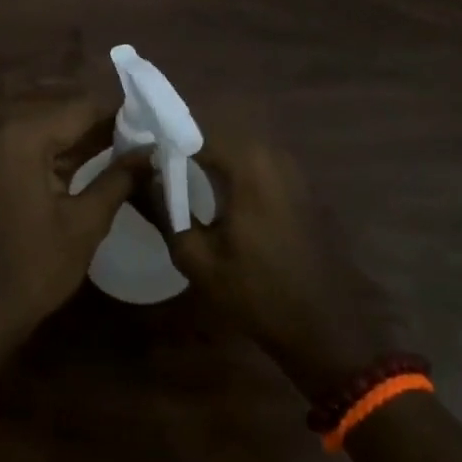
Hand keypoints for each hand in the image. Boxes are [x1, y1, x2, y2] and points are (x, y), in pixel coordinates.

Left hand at [0, 97, 146, 336]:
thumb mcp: (86, 222)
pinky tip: (97, 163)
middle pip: (63, 118)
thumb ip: (119, 178)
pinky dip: (64, 156)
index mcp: (24, 138)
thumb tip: (151, 151)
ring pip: (50, 135)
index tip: (154, 121)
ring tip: (131, 149)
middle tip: (147, 137)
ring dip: (86, 142)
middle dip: (105, 127)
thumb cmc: (36, 266)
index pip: (81, 109)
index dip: (119, 114)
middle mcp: (4, 134)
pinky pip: (35, 152)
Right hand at [158, 128, 387, 399]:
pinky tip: (215, 195)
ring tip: (179, 178)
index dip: (163, 143)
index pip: (194, 134)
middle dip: (185, 147)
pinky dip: (232, 172)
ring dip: (209, 159)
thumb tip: (143, 178)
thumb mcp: (197, 257)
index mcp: (249, 164)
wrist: (323, 327)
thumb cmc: (256, 292)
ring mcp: (293, 170)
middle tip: (154, 167)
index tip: (138, 158)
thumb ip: (165, 210)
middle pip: (217, 138)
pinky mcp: (301, 188)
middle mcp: (274, 155)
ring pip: (238, 151)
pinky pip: (257, 167)